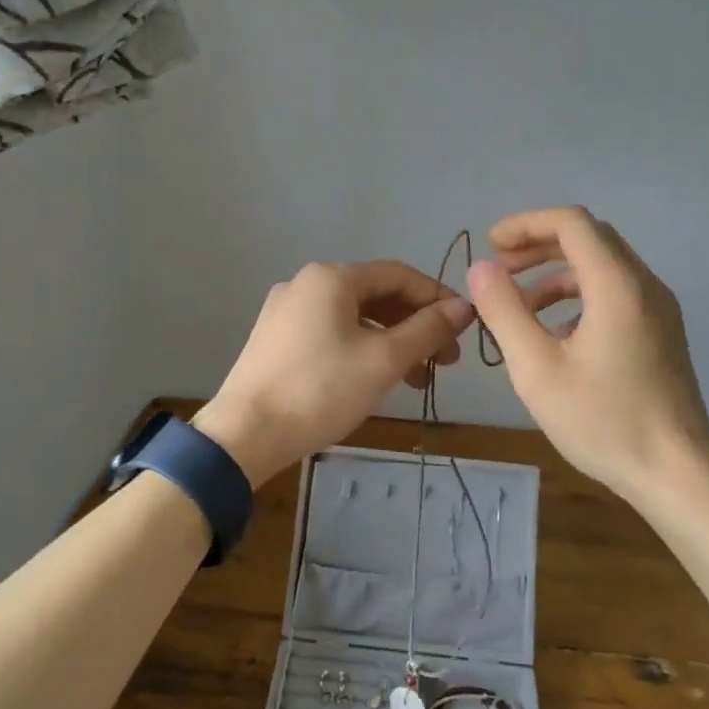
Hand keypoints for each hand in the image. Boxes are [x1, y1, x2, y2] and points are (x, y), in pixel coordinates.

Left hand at [194, 260, 475, 487]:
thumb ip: (427, 329)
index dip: (436, 297)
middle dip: (415, 324)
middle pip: (376, 294)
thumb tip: (464, 307)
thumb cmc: (320, 390)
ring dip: (391, 340)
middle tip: (445, 360)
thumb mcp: (383, 360)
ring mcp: (286, 310)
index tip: (464, 328)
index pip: (398, 274)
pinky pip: (330, 331)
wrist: (245, 434)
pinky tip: (375, 378)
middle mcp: (306, 283)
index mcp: (332, 277)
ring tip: (418, 378)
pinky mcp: (275, 338)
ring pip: (354, 316)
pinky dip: (361, 347)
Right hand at [465, 206, 708, 502]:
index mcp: (617, 285)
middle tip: (501, 269)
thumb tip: (481, 268)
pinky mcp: (662, 333)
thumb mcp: (537, 369)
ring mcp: (659, 309)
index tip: (491, 245)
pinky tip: (556, 334)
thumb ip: (504, 311)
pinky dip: (579, 296)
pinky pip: (616, 293)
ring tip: (520, 306)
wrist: (678, 476)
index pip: (571, 222)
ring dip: (557, 273)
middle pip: (589, 238)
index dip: (526, 224)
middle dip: (539, 245)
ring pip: (603, 266)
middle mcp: (644, 285)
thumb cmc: (604, 421)